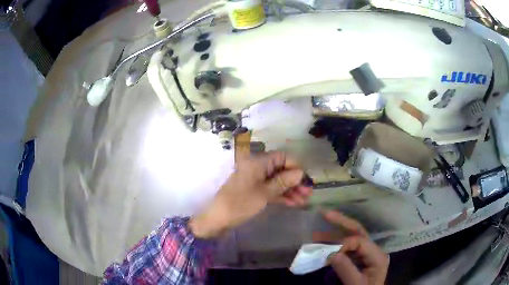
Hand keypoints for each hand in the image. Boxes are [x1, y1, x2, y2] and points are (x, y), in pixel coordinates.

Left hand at [190, 151, 312, 238]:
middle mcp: (257, 167)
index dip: (295, 167)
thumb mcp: (264, 193)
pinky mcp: (254, 190)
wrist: (218, 219)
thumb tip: (300, 173)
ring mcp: (255, 179)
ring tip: (303, 201)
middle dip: (295, 181)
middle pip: (281, 169)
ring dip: (290, 190)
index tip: (305, 180)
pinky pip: (271, 189)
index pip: (282, 157)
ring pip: (277, 181)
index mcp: (257, 162)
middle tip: (308, 193)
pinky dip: (281, 195)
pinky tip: (293, 204)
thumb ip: (283, 182)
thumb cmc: (240, 204)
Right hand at [314, 210, 388, 284]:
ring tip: (316, 233)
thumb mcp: (356, 284)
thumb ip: (346, 269)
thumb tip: (331, 253)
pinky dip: (335, 245)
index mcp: (377, 256)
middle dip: (342, 222)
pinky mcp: (359, 260)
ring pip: (352, 238)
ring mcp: (366, 255)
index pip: (361, 242)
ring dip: (335, 234)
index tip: (328, 254)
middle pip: (359, 232)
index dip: (343, 243)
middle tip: (325, 214)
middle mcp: (373, 251)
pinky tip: (323, 244)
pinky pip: (347, 249)